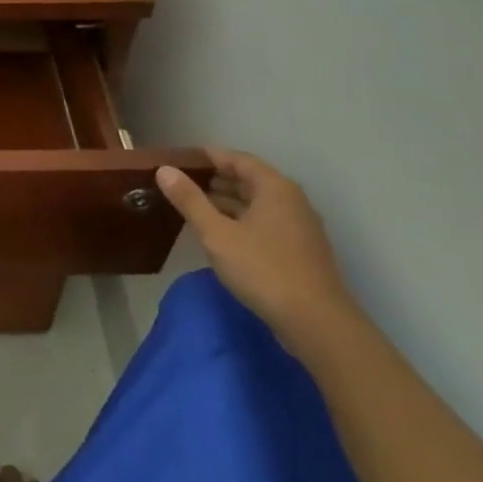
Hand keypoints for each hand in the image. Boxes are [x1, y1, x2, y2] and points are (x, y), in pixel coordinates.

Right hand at [157, 150, 357, 356]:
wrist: (318, 325)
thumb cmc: (264, 270)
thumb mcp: (217, 234)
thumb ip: (190, 200)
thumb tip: (164, 169)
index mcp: (275, 188)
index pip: (239, 159)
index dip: (210, 156)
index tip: (183, 158)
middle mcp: (292, 201)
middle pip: (250, 180)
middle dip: (217, 179)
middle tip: (184, 182)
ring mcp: (300, 227)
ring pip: (258, 204)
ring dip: (229, 202)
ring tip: (197, 207)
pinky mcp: (301, 252)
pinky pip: (266, 223)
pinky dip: (243, 220)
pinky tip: (223, 234)